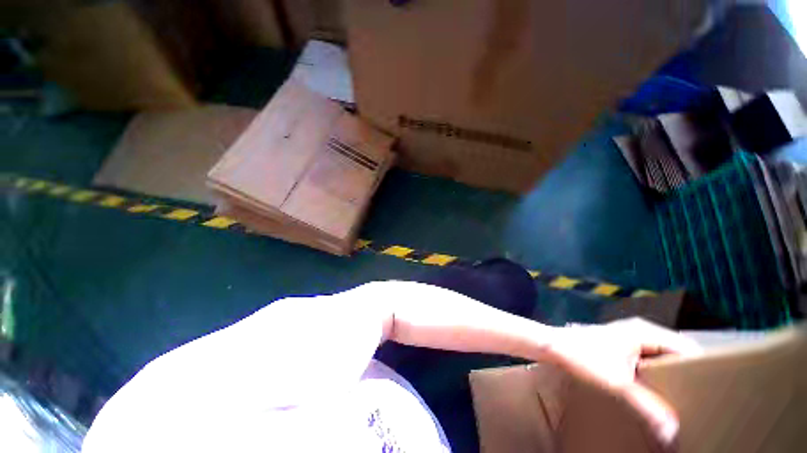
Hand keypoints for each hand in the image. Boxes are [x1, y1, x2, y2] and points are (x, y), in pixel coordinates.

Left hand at [547, 318, 702, 450]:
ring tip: (685, 396)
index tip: (713, 392)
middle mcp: (640, 329)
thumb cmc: (582, 357)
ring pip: (662, 354)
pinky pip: (649, 356)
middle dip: (688, 372)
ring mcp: (629, 334)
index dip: (702, 368)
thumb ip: (648, 408)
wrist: (552, 344)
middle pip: (676, 351)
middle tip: (701, 398)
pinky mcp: (621, 342)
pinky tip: (659, 386)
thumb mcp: (618, 384)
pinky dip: (657, 369)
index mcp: (645, 332)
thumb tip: (673, 433)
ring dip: (672, 372)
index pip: (687, 348)